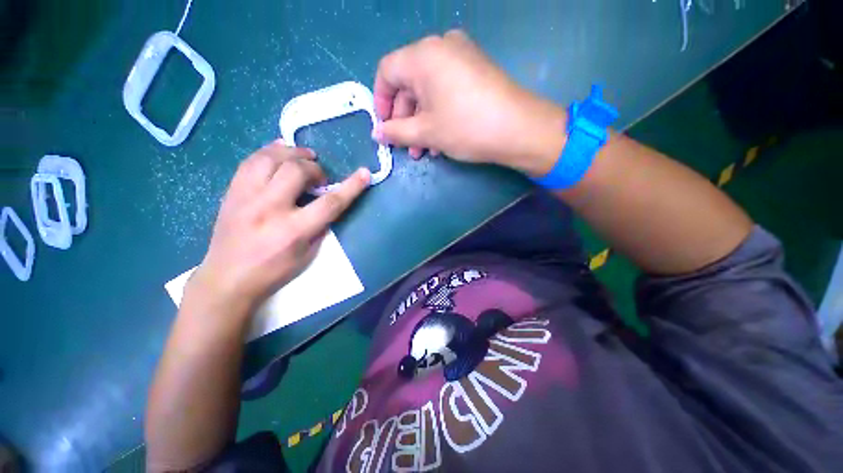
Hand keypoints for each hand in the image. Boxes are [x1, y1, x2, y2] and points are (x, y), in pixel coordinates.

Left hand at [189, 141, 369, 310]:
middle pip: (297, 171)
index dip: (351, 186)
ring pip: (271, 158)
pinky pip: (251, 160)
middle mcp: (269, 208)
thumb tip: (328, 202)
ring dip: (293, 153)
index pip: (330, 203)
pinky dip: (270, 151)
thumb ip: (321, 226)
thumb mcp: (308, 254)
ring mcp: (246, 197)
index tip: (364, 173)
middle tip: (320, 178)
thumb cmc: (274, 271)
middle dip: (315, 168)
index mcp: (293, 230)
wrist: (227, 278)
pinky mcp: (232, 191)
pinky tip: (281, 151)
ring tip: (303, 157)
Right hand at [373, 30, 566, 176]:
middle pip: (409, 83)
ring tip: (423, 150)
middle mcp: (440, 48)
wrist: (518, 129)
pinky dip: (438, 114)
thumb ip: (396, 132)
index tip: (384, 127)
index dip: (381, 102)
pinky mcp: (475, 70)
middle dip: (404, 119)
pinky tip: (440, 139)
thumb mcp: (426, 132)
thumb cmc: (466, 127)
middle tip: (406, 146)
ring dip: (421, 122)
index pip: (387, 73)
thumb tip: (378, 133)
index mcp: (423, 56)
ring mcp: (461, 57)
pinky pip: (446, 90)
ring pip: (428, 91)